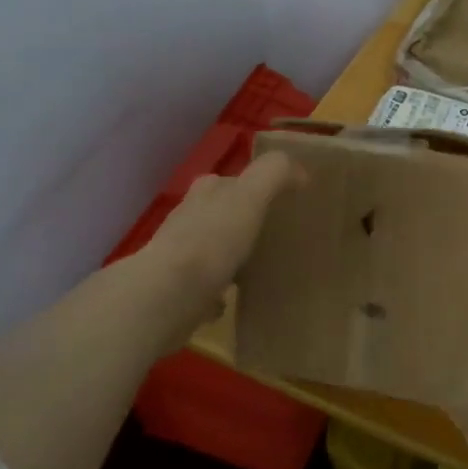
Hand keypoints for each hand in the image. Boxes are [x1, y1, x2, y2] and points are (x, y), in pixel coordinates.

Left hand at [134, 151, 302, 330]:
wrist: (168, 293)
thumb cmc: (212, 238)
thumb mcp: (250, 195)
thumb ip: (274, 173)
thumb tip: (299, 172)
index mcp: (206, 191)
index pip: (231, 180)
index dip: (254, 187)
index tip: (281, 203)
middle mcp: (188, 217)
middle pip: (220, 212)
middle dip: (241, 220)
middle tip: (273, 235)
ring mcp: (179, 254)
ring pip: (212, 247)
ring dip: (230, 253)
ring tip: (259, 266)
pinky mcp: (177, 288)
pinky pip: (206, 284)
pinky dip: (219, 288)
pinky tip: (235, 297)